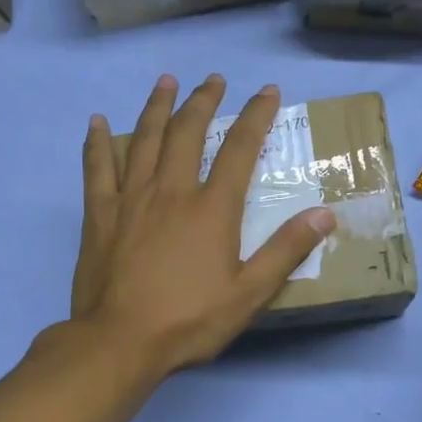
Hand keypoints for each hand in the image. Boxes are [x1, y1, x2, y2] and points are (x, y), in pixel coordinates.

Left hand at [71, 74, 336, 374]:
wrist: (120, 341)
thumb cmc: (189, 320)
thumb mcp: (249, 293)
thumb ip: (286, 250)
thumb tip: (325, 214)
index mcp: (212, 209)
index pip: (240, 149)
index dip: (256, 116)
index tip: (267, 91)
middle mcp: (171, 191)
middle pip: (188, 132)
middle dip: (204, 101)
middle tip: (213, 80)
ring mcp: (131, 199)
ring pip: (144, 139)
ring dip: (157, 107)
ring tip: (165, 82)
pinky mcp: (100, 215)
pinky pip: (97, 168)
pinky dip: (97, 143)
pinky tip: (95, 122)